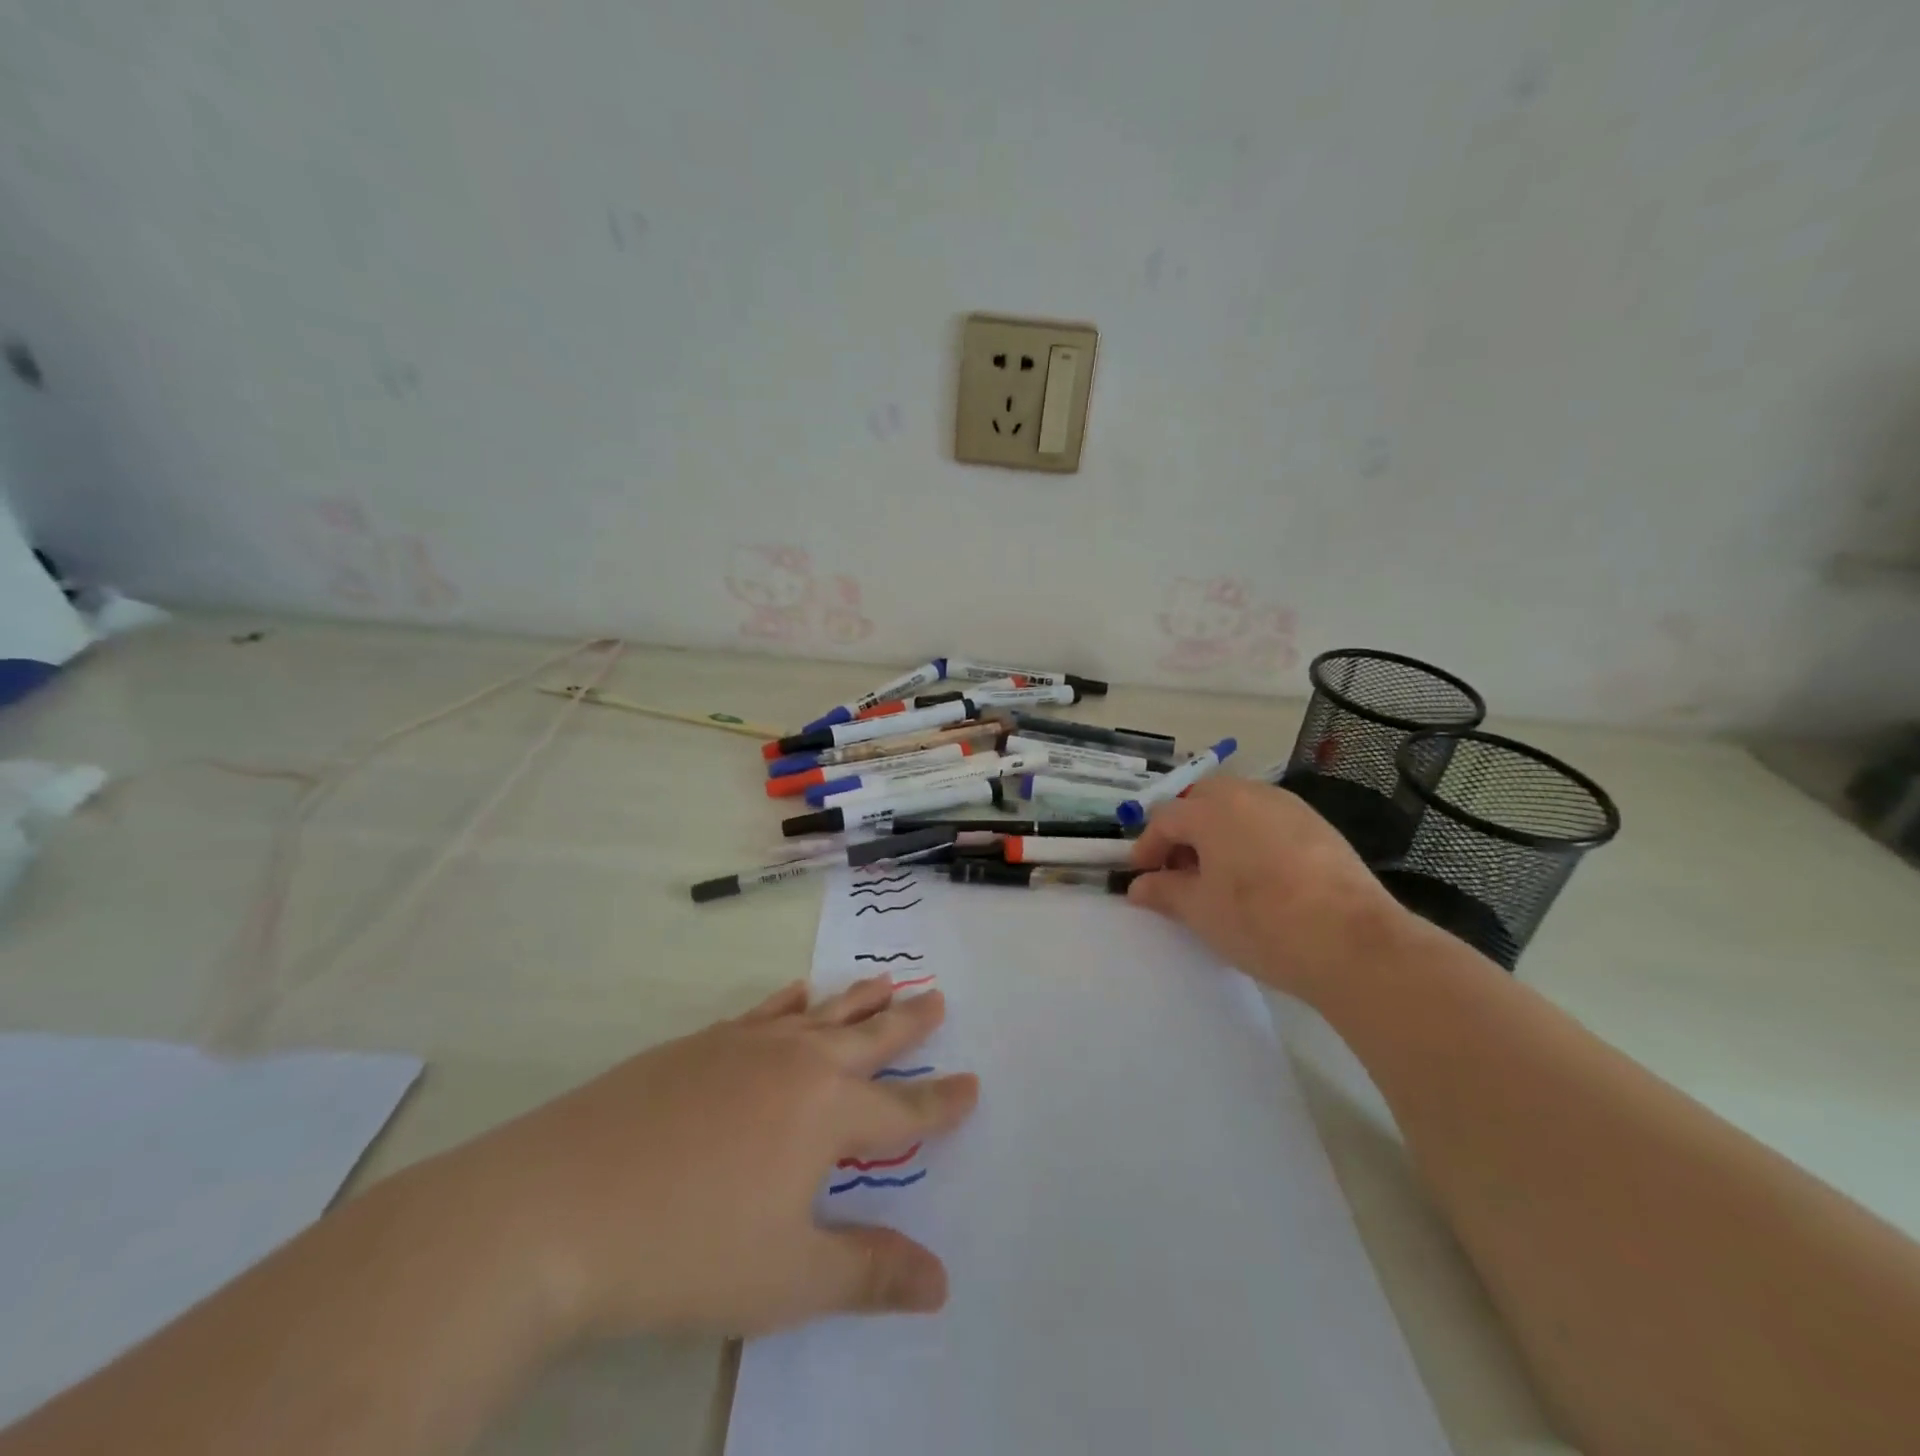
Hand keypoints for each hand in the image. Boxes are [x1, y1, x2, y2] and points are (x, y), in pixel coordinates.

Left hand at [422, 978, 976, 1343]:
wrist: (557, 1206)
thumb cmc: (685, 1250)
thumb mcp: (788, 1279)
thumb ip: (868, 1273)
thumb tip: (940, 1281)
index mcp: (826, 1111)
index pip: (902, 1108)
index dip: (940, 1102)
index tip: (972, 1084)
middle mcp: (796, 1062)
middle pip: (867, 1036)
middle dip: (907, 1022)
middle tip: (936, 999)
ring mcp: (744, 1045)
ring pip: (819, 1013)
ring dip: (856, 1000)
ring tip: (884, 980)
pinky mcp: (697, 1044)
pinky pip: (763, 1010)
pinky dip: (790, 1000)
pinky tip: (796, 994)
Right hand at [1126, 776, 1409, 999]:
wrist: (1352, 943)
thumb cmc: (1260, 922)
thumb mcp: (1200, 911)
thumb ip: (1164, 891)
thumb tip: (1139, 886)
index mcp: (1212, 809)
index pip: (1165, 818)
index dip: (1147, 846)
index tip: (1141, 876)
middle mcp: (1249, 794)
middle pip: (1202, 800)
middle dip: (1184, 830)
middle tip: (1179, 869)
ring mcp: (1289, 807)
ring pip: (1239, 807)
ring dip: (1219, 831)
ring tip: (1219, 874)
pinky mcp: (1319, 826)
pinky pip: (1270, 821)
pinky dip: (1252, 838)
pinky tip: (1260, 876)